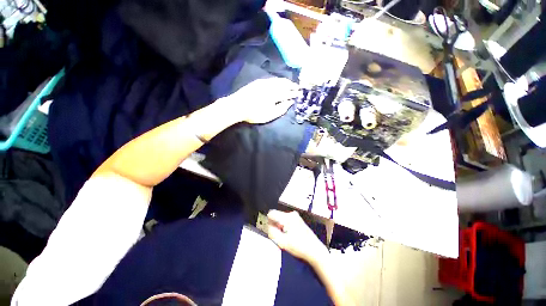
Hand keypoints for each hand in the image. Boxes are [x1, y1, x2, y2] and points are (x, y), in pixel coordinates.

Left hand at [226, 78, 299, 123]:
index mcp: (275, 95)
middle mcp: (271, 86)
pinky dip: (277, 80)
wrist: (238, 106)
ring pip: (278, 80)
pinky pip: (271, 79)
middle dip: (291, 85)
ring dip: (285, 81)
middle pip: (284, 84)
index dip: (294, 93)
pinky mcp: (258, 82)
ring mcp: (264, 83)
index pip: (288, 93)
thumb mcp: (270, 115)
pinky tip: (278, 81)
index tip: (299, 93)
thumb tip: (290, 102)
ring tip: (290, 83)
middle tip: (297, 87)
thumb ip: (281, 109)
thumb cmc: (255, 113)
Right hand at [267, 210, 327, 264]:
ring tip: (286, 238)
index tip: (273, 232)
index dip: (269, 222)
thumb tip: (268, 226)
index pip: (271, 213)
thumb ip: (272, 233)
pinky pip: (286, 220)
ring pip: (281, 219)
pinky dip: (285, 227)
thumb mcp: (282, 242)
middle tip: (280, 237)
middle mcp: (291, 213)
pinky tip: (291, 236)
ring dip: (280, 227)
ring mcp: (295, 216)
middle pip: (276, 216)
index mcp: (287, 217)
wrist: (315, 250)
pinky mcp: (298, 219)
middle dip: (275, 225)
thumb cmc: (299, 247)